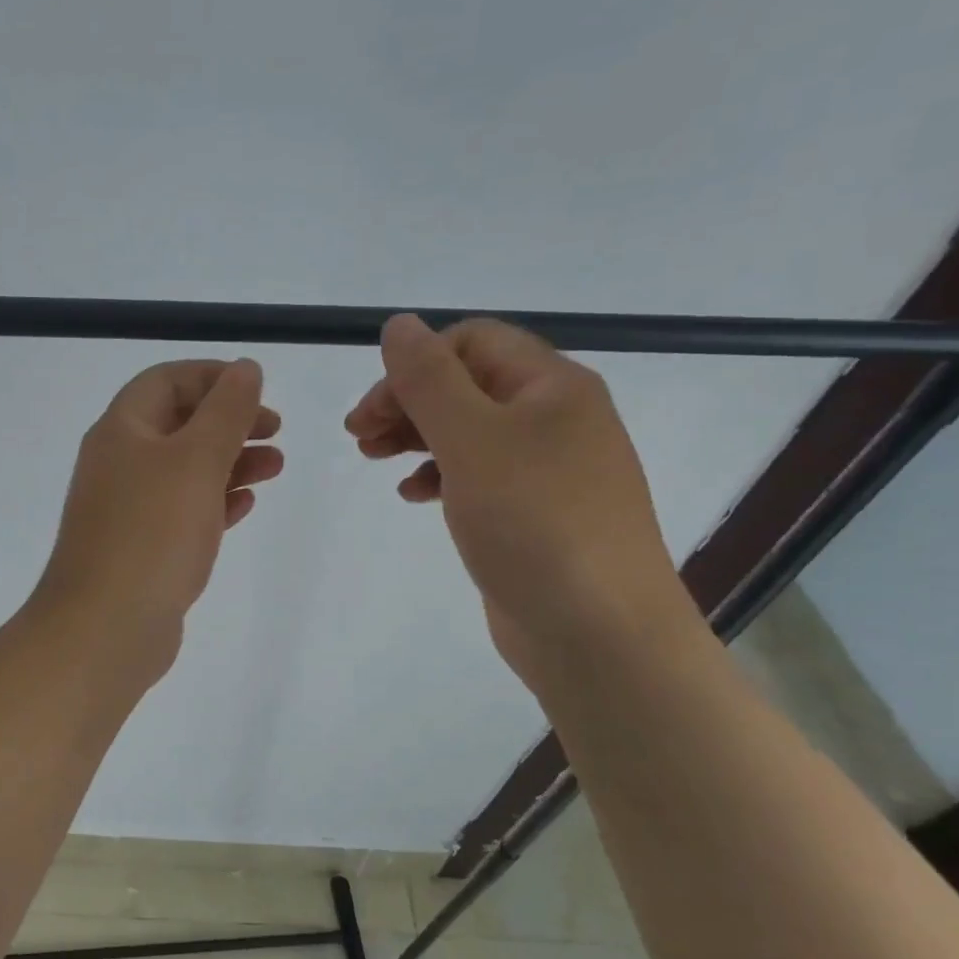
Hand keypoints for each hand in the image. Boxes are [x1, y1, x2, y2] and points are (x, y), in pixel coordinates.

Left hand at [34, 359, 282, 681]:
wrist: (105, 629)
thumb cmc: (152, 533)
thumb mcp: (196, 461)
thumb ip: (226, 412)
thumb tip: (245, 368)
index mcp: (122, 430)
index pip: (167, 380)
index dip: (214, 377)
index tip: (258, 391)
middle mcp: (119, 462)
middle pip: (178, 423)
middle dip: (229, 421)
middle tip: (275, 432)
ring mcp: (127, 508)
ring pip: (185, 469)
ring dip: (230, 461)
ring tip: (276, 468)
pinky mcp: (141, 547)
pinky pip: (182, 510)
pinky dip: (215, 500)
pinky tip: (245, 504)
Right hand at [345, 314, 697, 687]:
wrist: (599, 634)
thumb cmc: (534, 525)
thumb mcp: (473, 441)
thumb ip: (429, 379)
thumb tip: (399, 324)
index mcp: (551, 386)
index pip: (472, 342)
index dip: (414, 364)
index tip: (371, 409)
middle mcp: (555, 418)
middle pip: (467, 384)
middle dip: (407, 402)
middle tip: (358, 436)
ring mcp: (548, 468)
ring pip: (468, 430)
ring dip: (415, 436)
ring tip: (373, 459)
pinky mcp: (534, 512)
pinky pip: (479, 474)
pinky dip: (439, 475)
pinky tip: (413, 495)